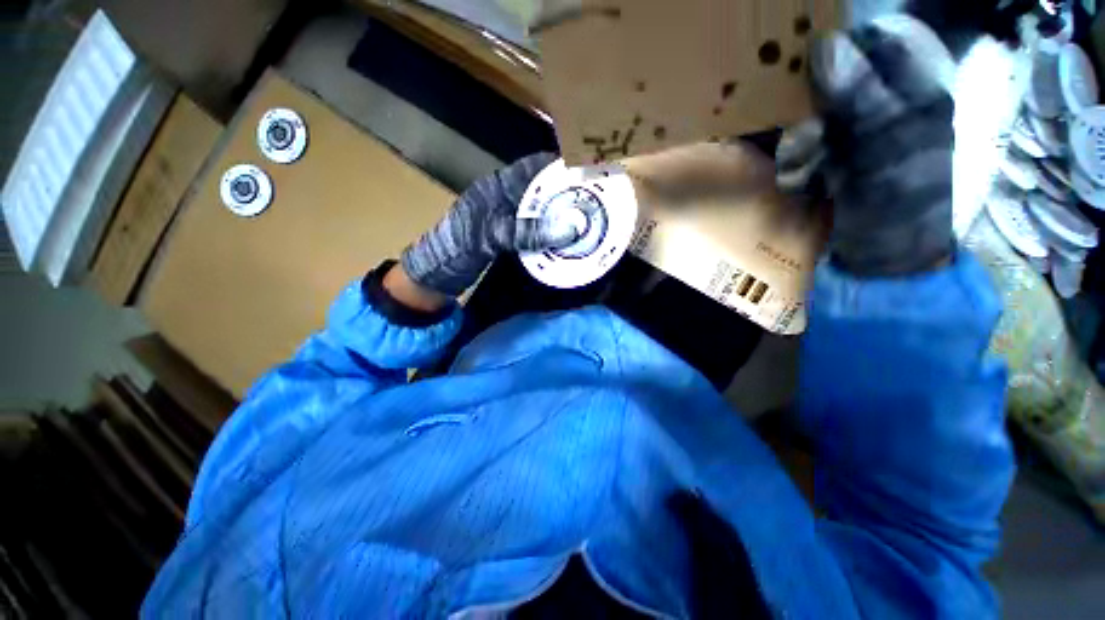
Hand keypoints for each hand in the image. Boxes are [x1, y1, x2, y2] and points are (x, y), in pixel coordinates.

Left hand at [400, 153, 580, 296]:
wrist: (438, 272)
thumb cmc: (458, 247)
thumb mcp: (492, 236)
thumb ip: (527, 232)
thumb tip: (568, 230)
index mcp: (497, 186)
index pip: (533, 167)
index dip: (559, 166)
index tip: (587, 171)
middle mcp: (505, 197)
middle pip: (541, 188)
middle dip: (565, 192)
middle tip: (595, 199)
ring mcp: (507, 217)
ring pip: (539, 210)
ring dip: (559, 214)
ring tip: (587, 217)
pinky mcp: (508, 235)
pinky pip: (534, 229)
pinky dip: (550, 231)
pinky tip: (566, 237)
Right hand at [810, 20, 954, 275]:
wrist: (884, 258)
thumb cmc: (900, 204)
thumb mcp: (884, 147)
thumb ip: (859, 96)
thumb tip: (826, 45)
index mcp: (917, 91)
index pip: (884, 39)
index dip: (849, 46)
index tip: (814, 66)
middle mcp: (889, 105)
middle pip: (843, 78)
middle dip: (814, 106)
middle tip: (807, 136)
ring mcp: (860, 134)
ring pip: (817, 114)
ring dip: (799, 143)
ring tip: (797, 171)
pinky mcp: (836, 158)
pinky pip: (807, 145)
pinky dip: (796, 163)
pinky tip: (796, 182)